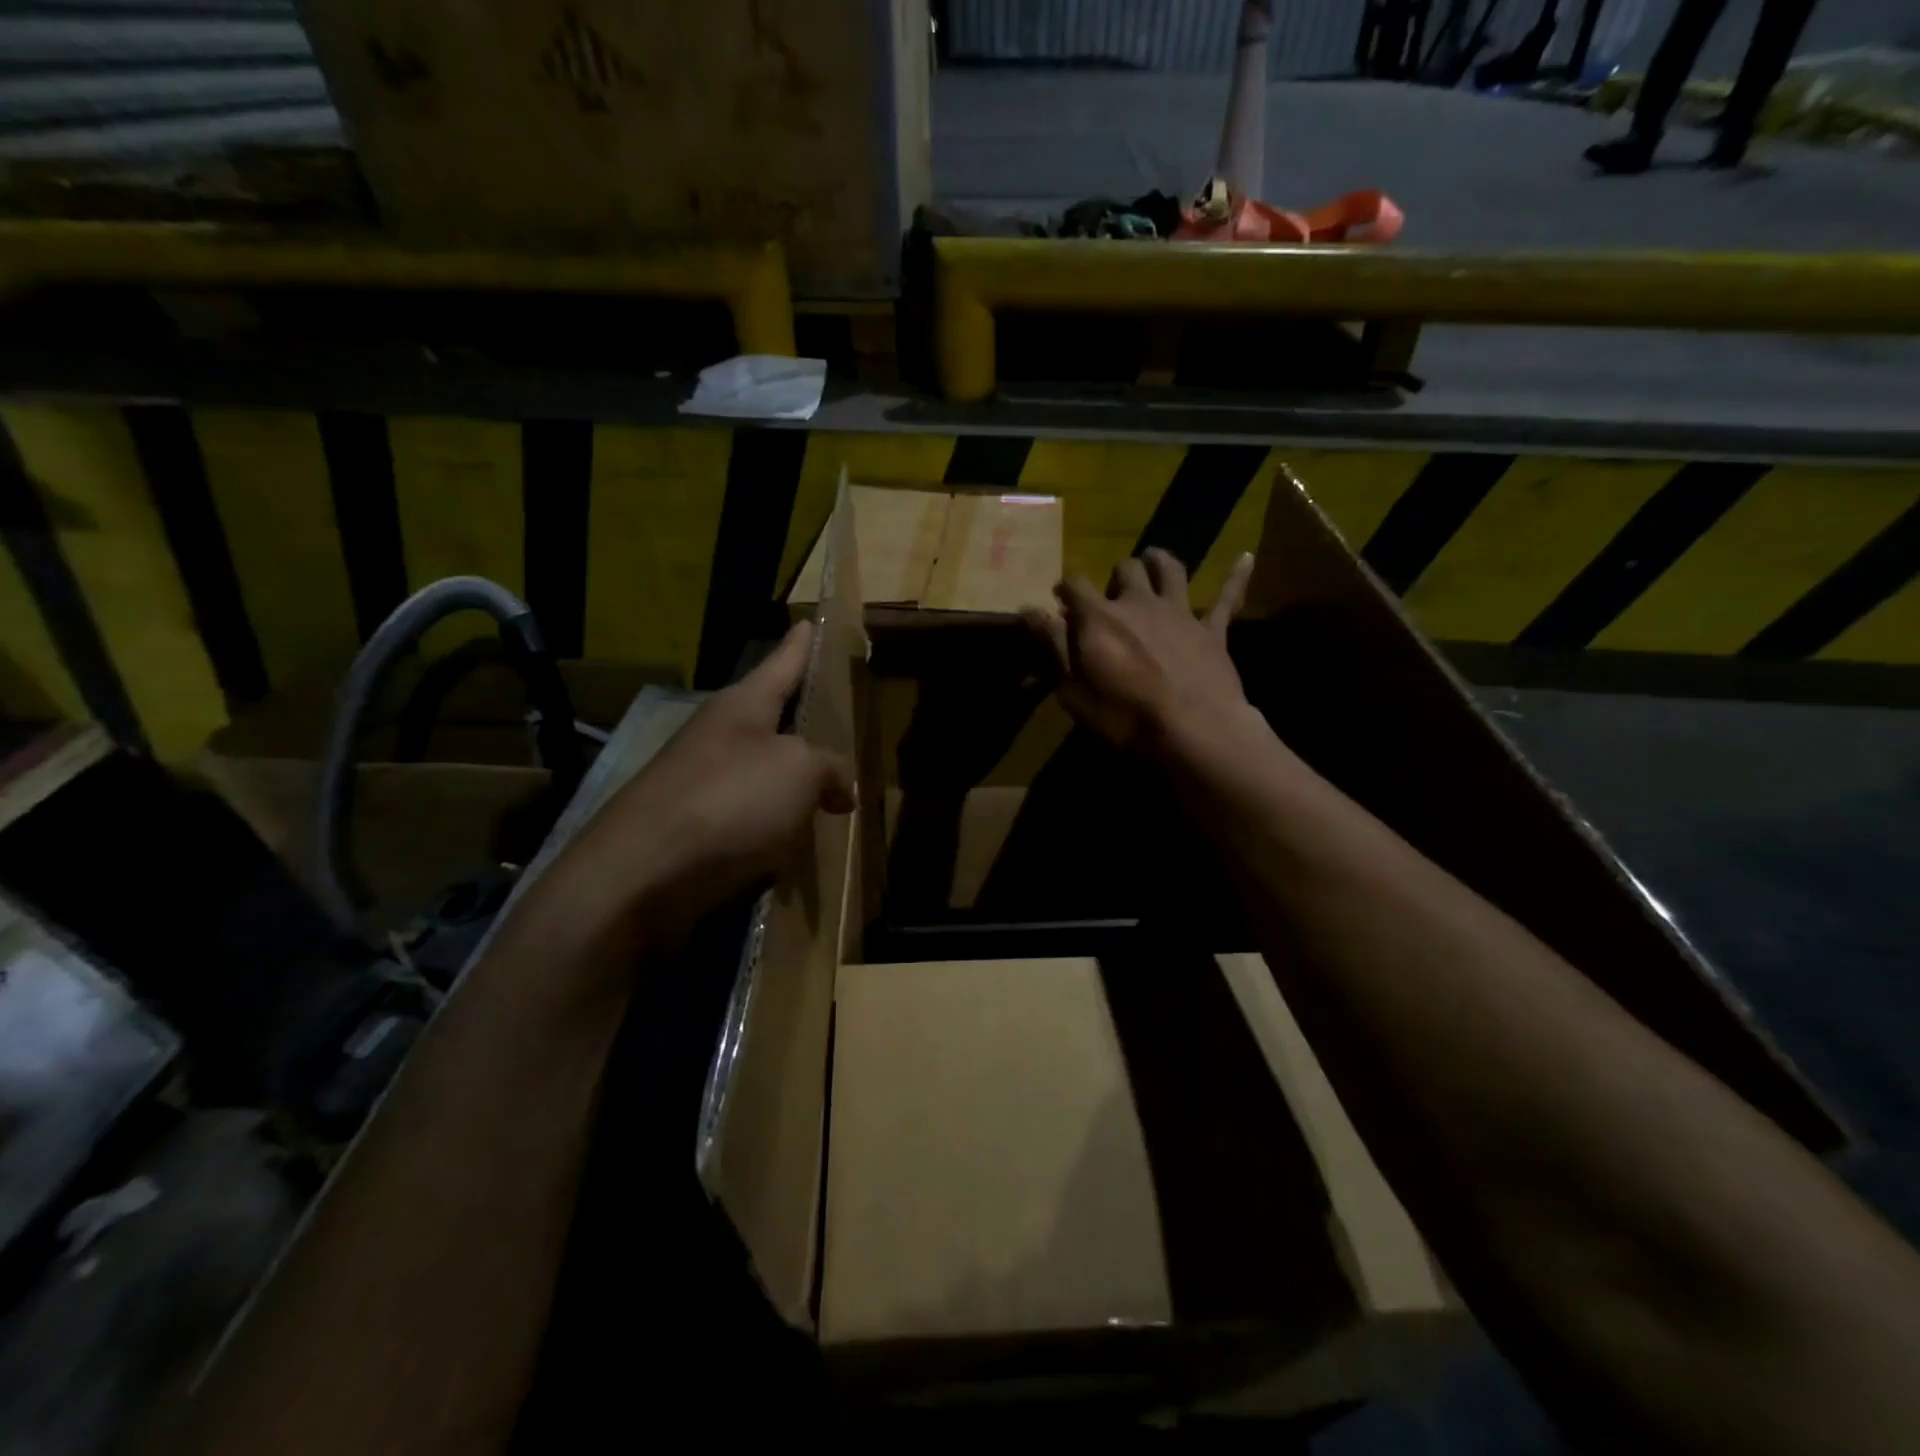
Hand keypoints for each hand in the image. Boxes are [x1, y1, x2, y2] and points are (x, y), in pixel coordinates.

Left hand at [542, 621, 854, 953]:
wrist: (642, 875)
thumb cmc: (730, 801)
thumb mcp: (799, 771)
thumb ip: (830, 768)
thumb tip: (842, 788)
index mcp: (743, 705)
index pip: (783, 661)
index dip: (802, 643)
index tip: (810, 620)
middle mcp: (719, 736)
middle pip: (771, 717)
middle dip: (802, 718)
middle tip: (838, 717)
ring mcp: (703, 783)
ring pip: (762, 770)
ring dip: (793, 778)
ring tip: (833, 788)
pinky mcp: (695, 829)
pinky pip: (751, 815)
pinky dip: (777, 823)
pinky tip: (798, 838)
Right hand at [1022, 547, 1254, 754]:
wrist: (1193, 731)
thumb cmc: (1123, 716)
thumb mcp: (1072, 688)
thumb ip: (1052, 644)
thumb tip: (1028, 608)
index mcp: (1100, 617)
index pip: (1074, 584)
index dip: (1065, 589)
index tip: (1059, 600)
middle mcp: (1138, 602)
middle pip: (1124, 569)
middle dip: (1113, 576)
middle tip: (1110, 594)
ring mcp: (1179, 612)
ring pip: (1170, 569)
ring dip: (1159, 560)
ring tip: (1152, 560)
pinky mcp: (1212, 629)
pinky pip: (1227, 597)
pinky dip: (1236, 576)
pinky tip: (1247, 557)